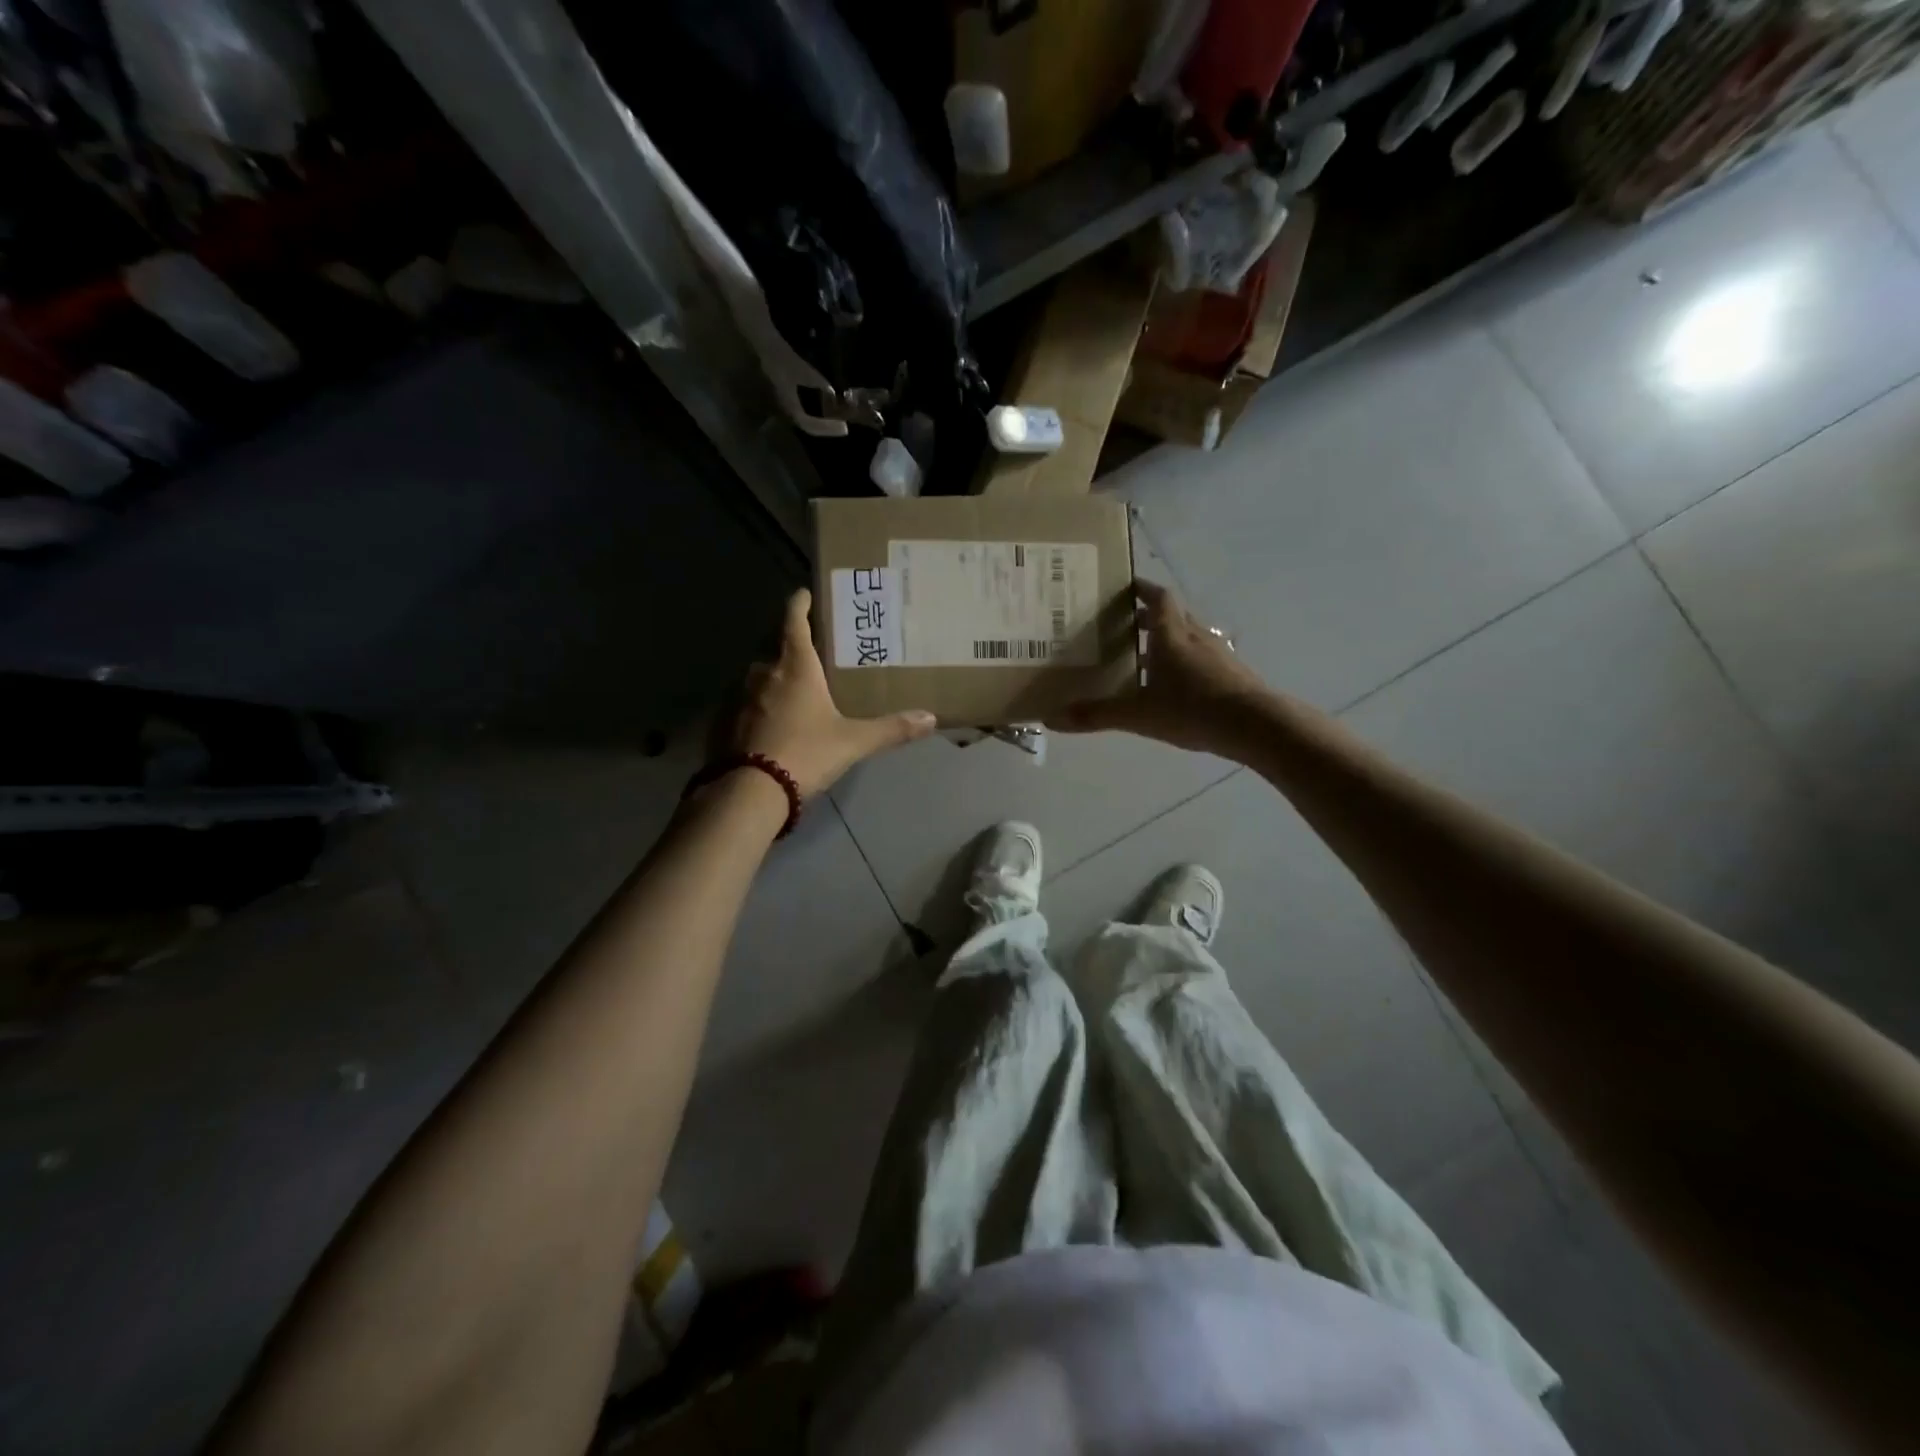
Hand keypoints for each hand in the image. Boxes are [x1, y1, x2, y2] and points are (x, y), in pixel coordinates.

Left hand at [728, 588, 936, 795]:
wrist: (752, 791)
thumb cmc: (806, 752)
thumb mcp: (853, 741)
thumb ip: (891, 729)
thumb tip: (930, 719)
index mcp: (796, 668)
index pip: (794, 622)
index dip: (800, 604)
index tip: (804, 593)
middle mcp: (765, 674)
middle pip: (779, 651)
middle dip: (795, 651)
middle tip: (816, 657)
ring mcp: (742, 698)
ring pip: (762, 679)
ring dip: (777, 681)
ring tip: (798, 693)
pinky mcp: (728, 723)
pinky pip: (749, 705)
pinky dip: (763, 707)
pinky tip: (776, 725)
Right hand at [1047, 579, 1270, 754]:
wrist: (1255, 725)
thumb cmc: (1193, 709)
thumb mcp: (1139, 715)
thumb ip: (1097, 715)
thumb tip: (1052, 719)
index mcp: (1171, 634)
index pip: (1157, 598)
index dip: (1141, 590)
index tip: (1124, 588)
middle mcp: (1195, 635)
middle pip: (1172, 615)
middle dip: (1148, 617)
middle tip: (1123, 625)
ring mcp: (1217, 653)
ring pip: (1187, 637)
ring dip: (1166, 641)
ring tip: (1143, 658)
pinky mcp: (1231, 672)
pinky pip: (1201, 657)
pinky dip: (1183, 662)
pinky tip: (1173, 686)